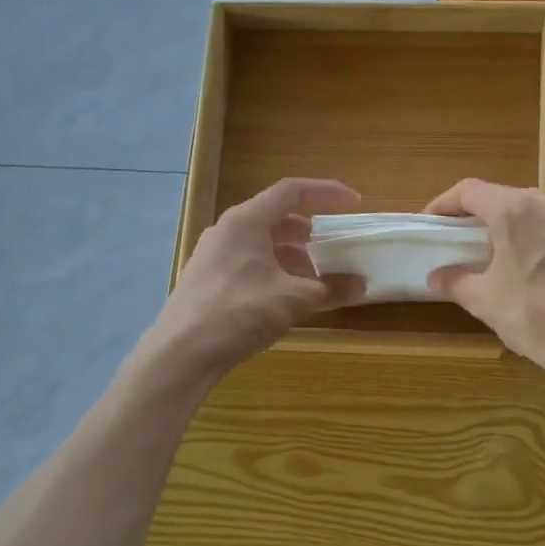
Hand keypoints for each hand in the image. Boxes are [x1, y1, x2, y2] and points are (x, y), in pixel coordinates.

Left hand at [148, 178, 365, 377]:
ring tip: (316, 279)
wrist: (182, 353)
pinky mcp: (208, 282)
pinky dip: (275, 272)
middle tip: (334, 247)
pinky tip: (288, 298)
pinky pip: (250, 265)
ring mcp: (213, 257)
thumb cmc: (239, 312)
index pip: (291, 191)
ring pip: (262, 245)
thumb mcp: (293, 300)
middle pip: (275, 218)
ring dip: (293, 257)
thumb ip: (330, 289)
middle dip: (309, 232)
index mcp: (246, 221)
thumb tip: (362, 286)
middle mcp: (227, 231)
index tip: (354, 203)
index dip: (326, 193)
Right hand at [423, 179, 544, 387]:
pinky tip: (531, 266)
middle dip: (477, 214)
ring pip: (531, 210)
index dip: (444, 204)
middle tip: (460, 239)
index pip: (469, 191)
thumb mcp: (485, 301)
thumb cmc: (535, 316)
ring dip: (508, 224)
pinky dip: (535, 237)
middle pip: (502, 196)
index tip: (431, 224)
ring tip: (495, 252)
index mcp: (514, 211)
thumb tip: (437, 277)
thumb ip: (456, 282)